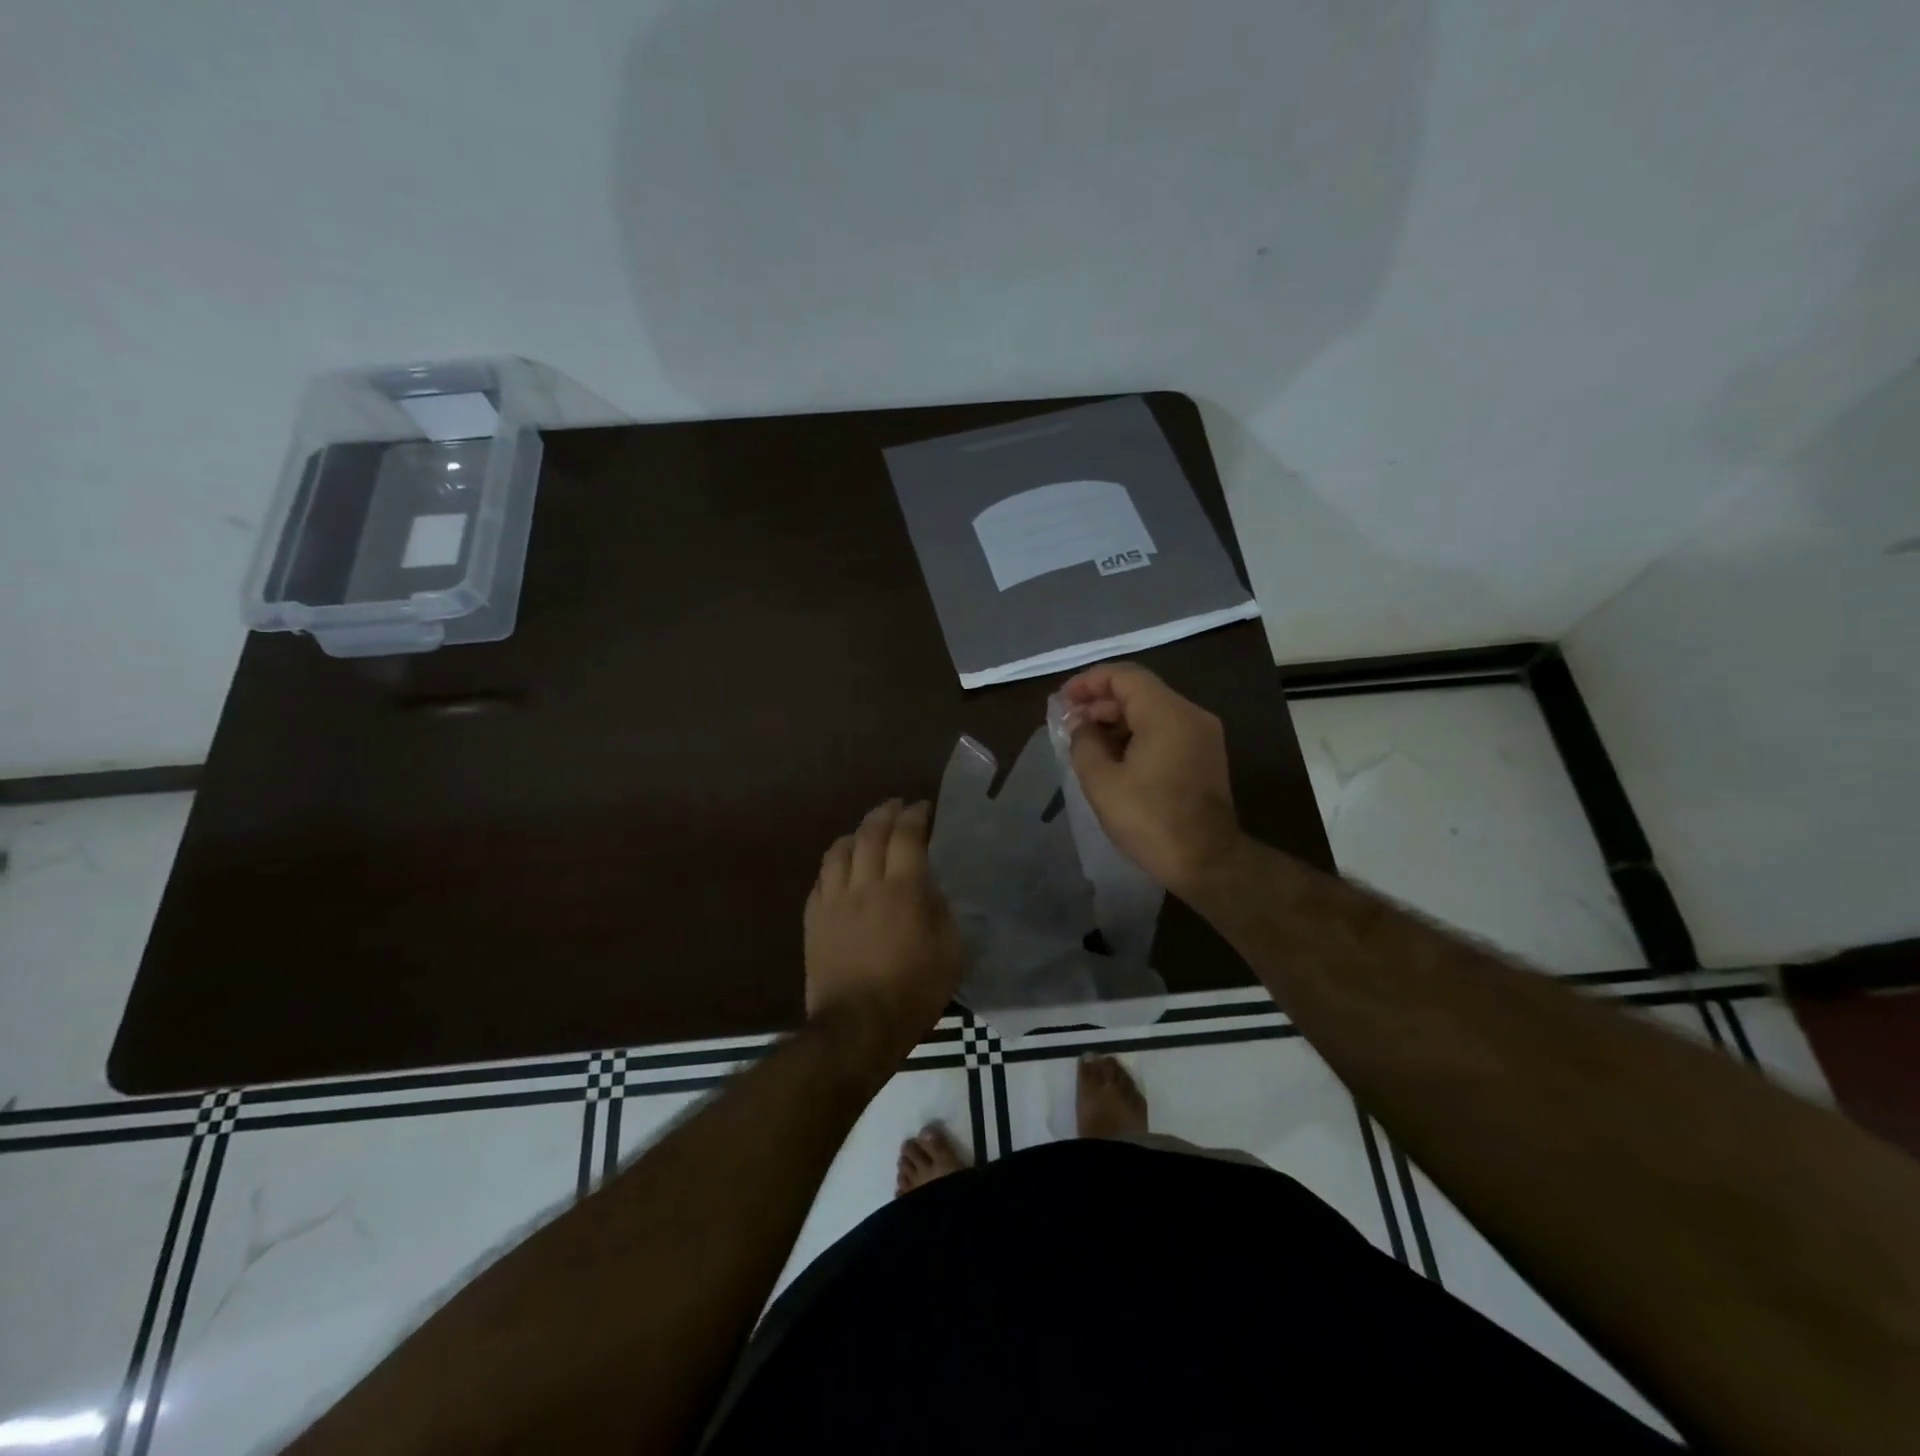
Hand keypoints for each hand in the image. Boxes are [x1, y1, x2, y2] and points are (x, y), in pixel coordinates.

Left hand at [804, 799, 961, 1043]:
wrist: (857, 1027)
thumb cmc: (913, 992)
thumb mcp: (950, 953)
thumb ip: (943, 913)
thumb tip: (931, 891)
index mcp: (903, 890)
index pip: (907, 836)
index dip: (915, 815)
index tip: (922, 807)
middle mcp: (865, 884)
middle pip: (871, 834)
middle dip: (884, 813)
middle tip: (895, 805)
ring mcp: (834, 901)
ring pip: (840, 851)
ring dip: (856, 833)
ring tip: (866, 831)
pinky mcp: (814, 920)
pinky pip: (821, 879)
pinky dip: (834, 864)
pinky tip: (840, 867)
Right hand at [1059, 662, 1241, 896]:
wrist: (1207, 862)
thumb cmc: (1149, 820)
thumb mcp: (1101, 781)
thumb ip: (1084, 742)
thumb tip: (1080, 723)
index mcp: (1166, 713)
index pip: (1123, 676)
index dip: (1088, 682)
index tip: (1063, 701)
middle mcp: (1190, 714)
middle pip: (1139, 691)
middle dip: (1100, 702)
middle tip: (1070, 724)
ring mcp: (1202, 735)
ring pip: (1152, 711)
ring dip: (1117, 720)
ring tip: (1086, 743)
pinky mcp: (1204, 755)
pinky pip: (1165, 730)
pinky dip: (1137, 734)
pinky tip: (1113, 757)